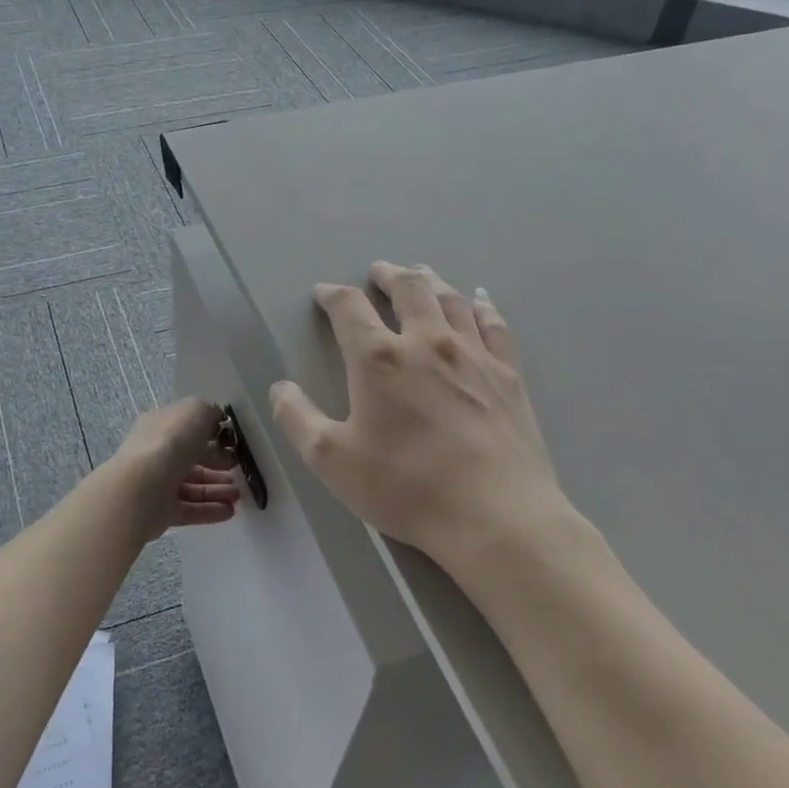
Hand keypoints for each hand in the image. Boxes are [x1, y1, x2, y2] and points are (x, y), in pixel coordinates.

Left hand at [108, 398, 241, 542]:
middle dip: (218, 464)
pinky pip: (190, 509)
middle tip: (238, 469)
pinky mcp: (161, 511)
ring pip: (192, 485)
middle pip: (191, 458)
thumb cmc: (171, 442)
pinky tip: (230, 512)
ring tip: (238, 496)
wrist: (142, 488)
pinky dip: (210, 510)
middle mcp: (156, 453)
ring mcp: (157, 484)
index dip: (211, 434)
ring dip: (217, 489)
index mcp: (160, 426)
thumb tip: (215, 419)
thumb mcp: (195, 411)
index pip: (186, 428)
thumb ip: (208, 412)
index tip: (232, 442)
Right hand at [269, 262, 588, 587]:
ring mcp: (473, 354)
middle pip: (408, 288)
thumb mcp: (331, 460)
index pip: (349, 308)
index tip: (323, 293)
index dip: (332, 296)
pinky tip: (478, 300)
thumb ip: (297, 419)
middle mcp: (427, 342)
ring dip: (430, 281)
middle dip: (388, 275)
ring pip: (450, 299)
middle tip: (378, 272)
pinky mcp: (508, 374)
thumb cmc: (405, 487)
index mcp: (379, 359)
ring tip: (421, 275)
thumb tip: (279, 388)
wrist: (495, 515)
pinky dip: (482, 306)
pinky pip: (494, 324)